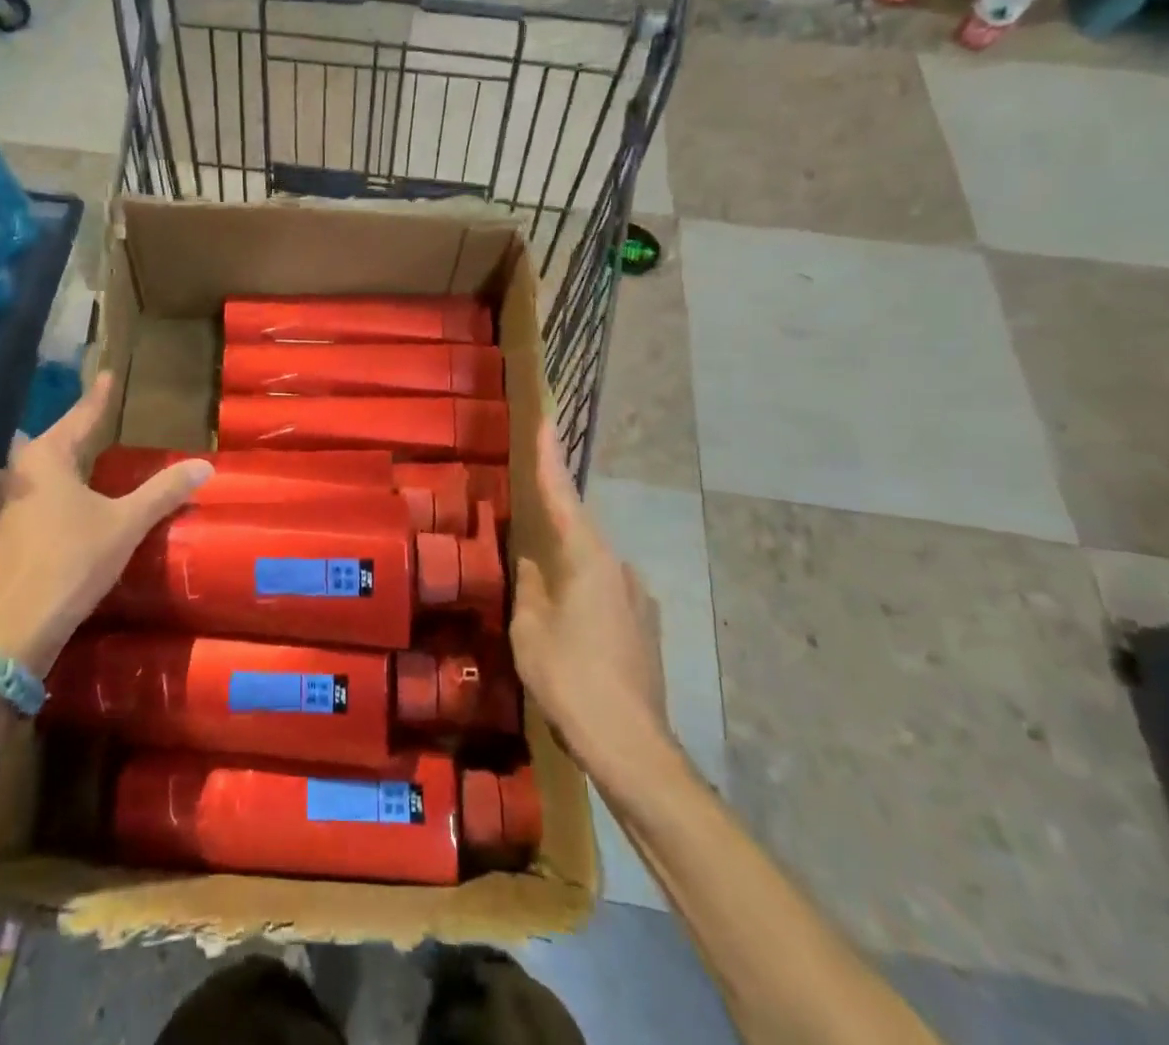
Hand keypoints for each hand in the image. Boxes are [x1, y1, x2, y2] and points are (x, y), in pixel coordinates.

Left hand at [0, 373, 210, 675]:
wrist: (17, 625)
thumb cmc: (74, 560)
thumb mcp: (126, 523)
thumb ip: (163, 492)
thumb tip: (203, 466)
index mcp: (45, 459)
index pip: (79, 418)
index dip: (98, 399)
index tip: (107, 375)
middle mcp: (16, 474)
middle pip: (47, 444)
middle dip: (70, 434)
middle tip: (93, 429)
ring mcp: (0, 508)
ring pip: (28, 475)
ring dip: (49, 468)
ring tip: (72, 468)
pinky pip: (21, 503)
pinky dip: (40, 499)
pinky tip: (52, 513)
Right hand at [510, 423, 671, 771]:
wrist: (632, 747)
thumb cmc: (571, 678)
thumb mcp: (531, 630)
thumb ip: (530, 588)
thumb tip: (533, 565)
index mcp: (589, 560)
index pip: (564, 496)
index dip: (550, 458)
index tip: (547, 422)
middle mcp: (620, 569)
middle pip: (578, 536)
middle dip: (552, 532)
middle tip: (523, 537)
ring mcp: (638, 600)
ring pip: (591, 571)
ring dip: (566, 574)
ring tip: (540, 600)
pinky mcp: (645, 629)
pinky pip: (604, 597)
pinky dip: (582, 599)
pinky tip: (566, 630)